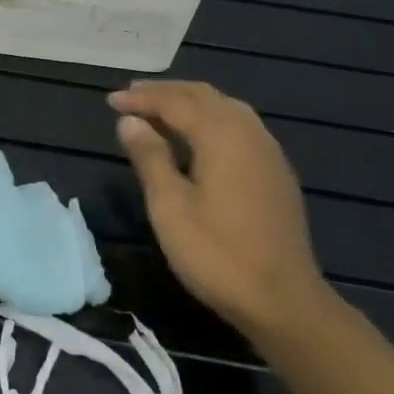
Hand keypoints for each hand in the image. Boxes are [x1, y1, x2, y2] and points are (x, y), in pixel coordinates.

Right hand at [109, 80, 323, 337]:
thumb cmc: (217, 254)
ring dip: (191, 102)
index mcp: (222, 136)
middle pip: (205, 97)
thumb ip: (150, 158)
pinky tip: (199, 137)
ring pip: (226, 108)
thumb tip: (129, 121)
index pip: (176, 102)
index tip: (110, 101)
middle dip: (167, 92)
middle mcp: (249, 133)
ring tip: (161, 109)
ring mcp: (268, 152)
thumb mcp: (170, 207)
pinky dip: (211, 119)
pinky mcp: (275, 172)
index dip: (142, 99)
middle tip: (132, 95)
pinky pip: (240, 126)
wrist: (283, 300)